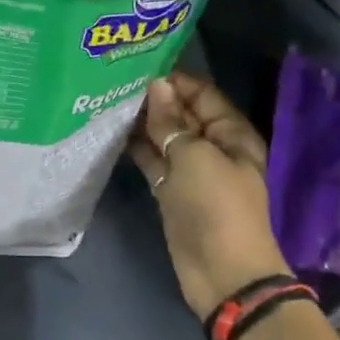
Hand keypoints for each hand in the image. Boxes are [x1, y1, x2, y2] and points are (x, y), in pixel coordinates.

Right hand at [129, 71, 291, 321]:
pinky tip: (111, 134)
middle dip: (154, 100)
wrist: (221, 272)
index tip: (138, 67)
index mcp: (231, 134)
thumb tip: (157, 86)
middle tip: (114, 82)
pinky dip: (137, 149)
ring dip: (142, 124)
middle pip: (182, 115)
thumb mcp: (195, 157)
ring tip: (107, 102)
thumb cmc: (216, 206)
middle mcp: (213, 147)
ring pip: (165, 138)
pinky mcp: (172, 191)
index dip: (175, 81)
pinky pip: (154, 162)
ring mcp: (191, 171)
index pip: (203, 95)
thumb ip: (172, 122)